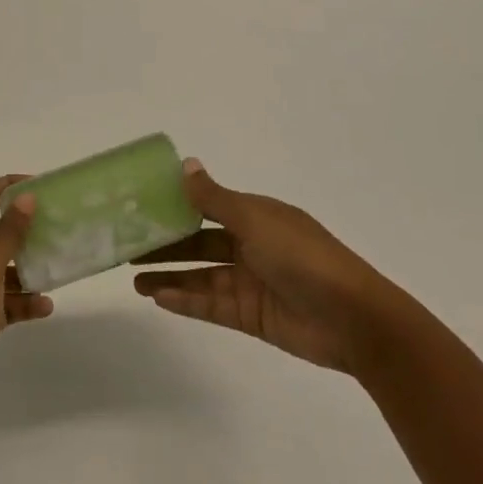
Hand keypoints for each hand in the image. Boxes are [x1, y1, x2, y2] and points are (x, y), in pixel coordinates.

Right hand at [133, 160, 401, 375]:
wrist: (354, 319)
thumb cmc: (303, 257)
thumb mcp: (255, 220)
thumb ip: (215, 198)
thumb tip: (185, 164)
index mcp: (256, 215)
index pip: (208, 206)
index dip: (177, 205)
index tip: (143, 206)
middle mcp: (252, 244)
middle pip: (200, 243)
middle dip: (167, 244)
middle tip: (128, 245)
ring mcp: (251, 281)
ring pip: (201, 276)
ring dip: (169, 275)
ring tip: (133, 278)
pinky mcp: (252, 316)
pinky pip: (212, 305)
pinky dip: (186, 301)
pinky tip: (158, 298)